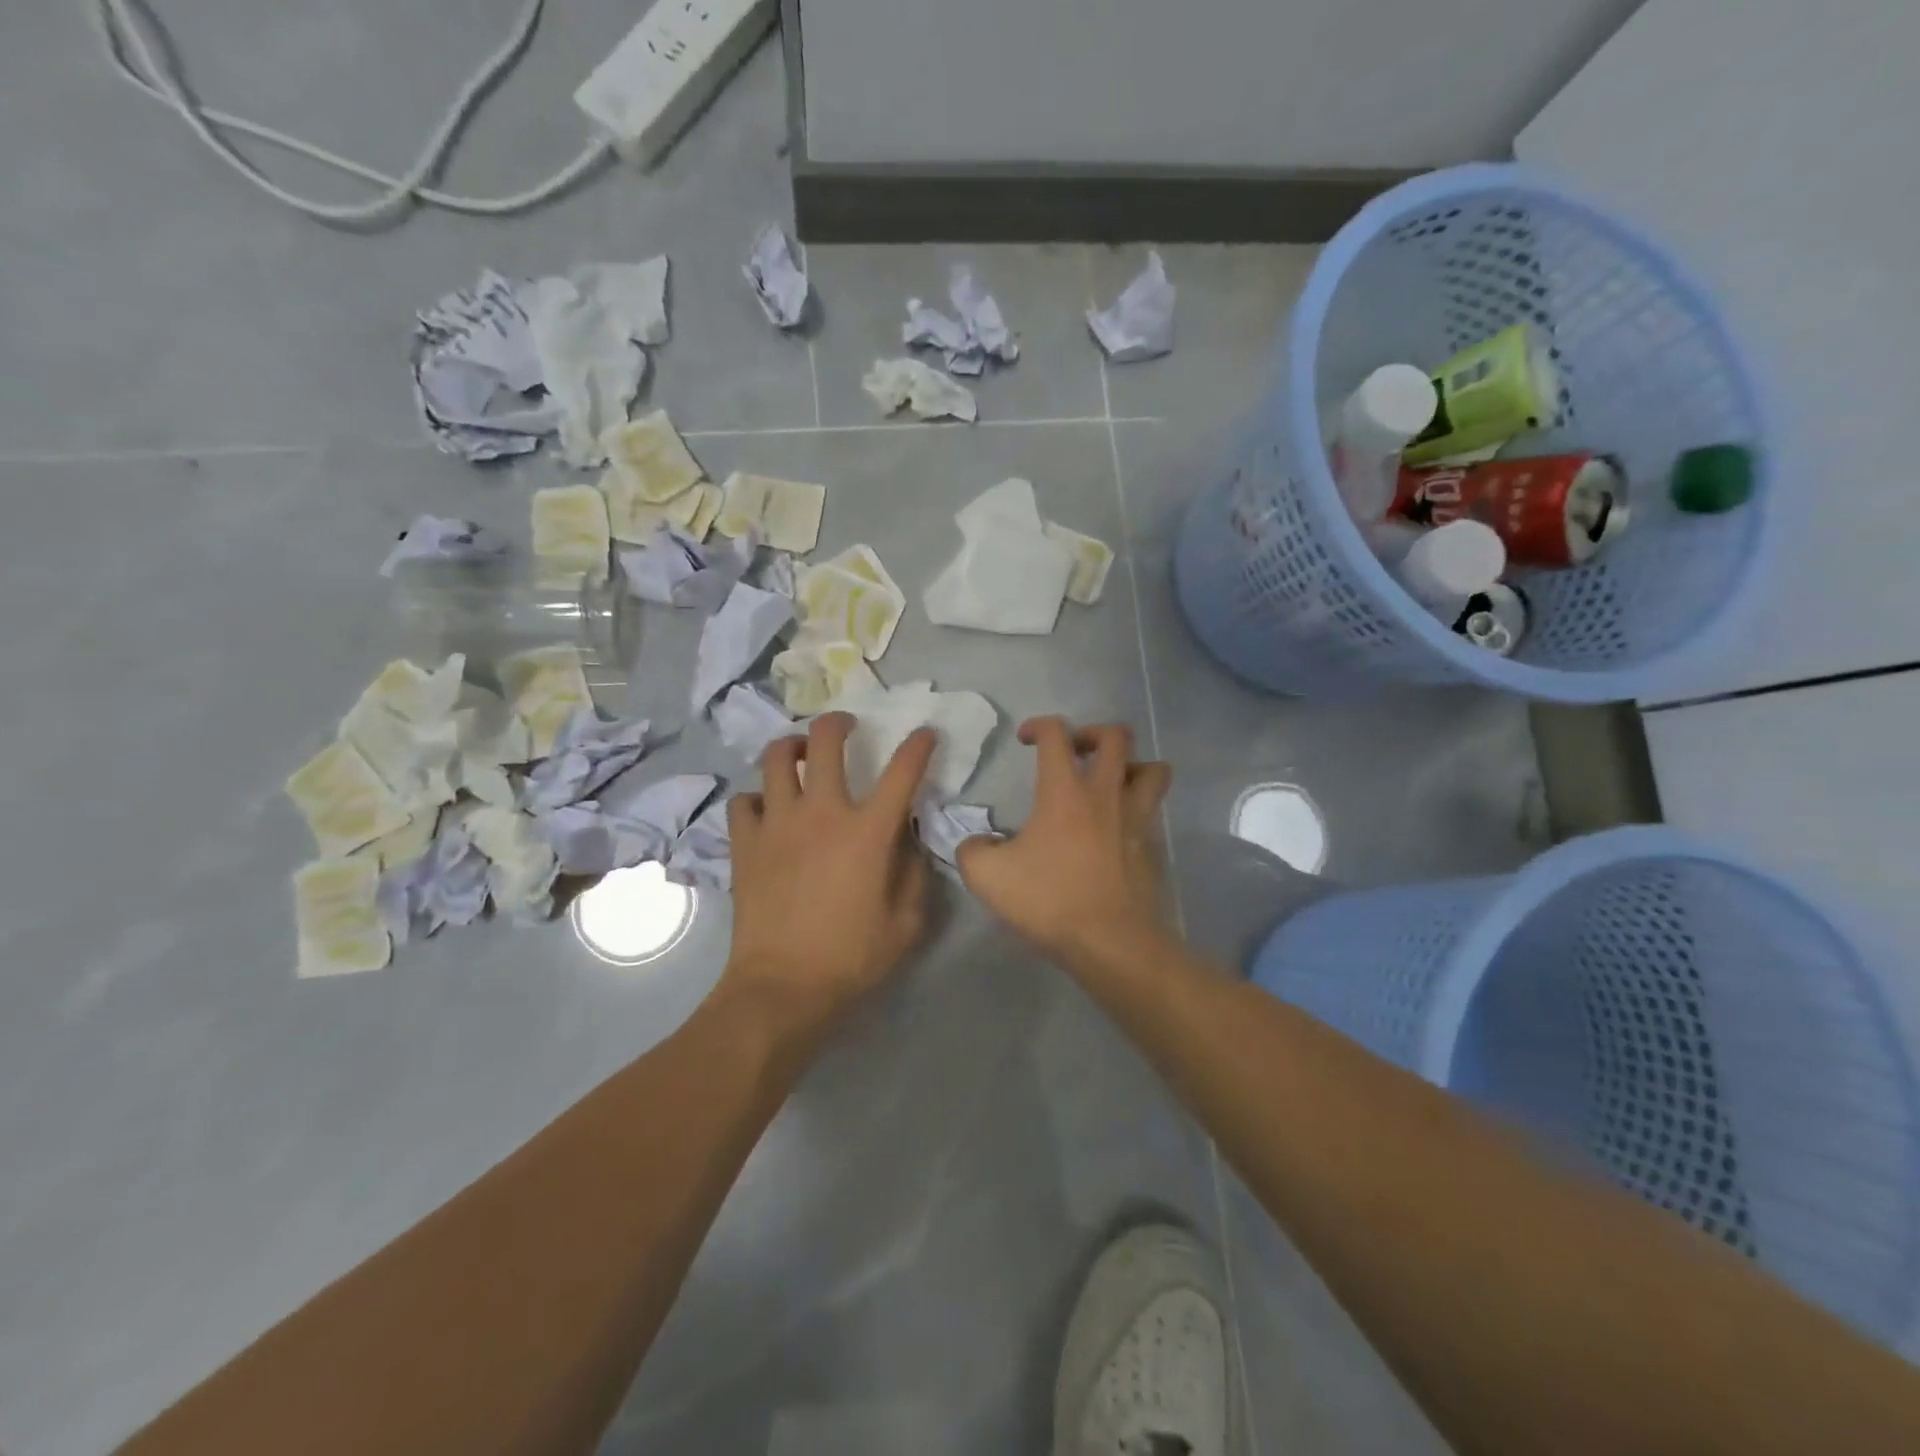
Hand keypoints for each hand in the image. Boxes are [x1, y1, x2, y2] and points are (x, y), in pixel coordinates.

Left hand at [723, 713, 936, 1037]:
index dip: (918, 746)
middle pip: (825, 742)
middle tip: (846, 726)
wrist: (782, 988)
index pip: (901, 772)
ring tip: (799, 755)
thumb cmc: (851, 958)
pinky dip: (756, 799)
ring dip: (791, 748)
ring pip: (776, 759)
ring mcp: (777, 824)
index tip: (924, 734)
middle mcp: (821, 813)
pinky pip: (743, 801)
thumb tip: (908, 840)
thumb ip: (914, 874)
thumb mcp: (905, 924)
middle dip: (839, 722)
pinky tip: (766, 812)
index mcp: (867, 832)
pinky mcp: (745, 843)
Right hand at [957, 717, 1172, 969]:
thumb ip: (971, 850)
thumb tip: (976, 844)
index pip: (1056, 733)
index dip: (1038, 726)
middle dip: (1092, 734)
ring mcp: (1135, 818)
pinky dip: (1138, 807)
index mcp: (1065, 790)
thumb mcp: (987, 876)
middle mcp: (1105, 793)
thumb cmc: (1049, 899)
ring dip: (1130, 765)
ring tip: (1109, 782)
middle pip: (1116, 736)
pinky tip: (1117, 828)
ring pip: (1152, 769)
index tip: (1024, 740)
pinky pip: (1153, 810)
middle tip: (1073, 754)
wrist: (1110, 941)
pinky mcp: (1152, 846)